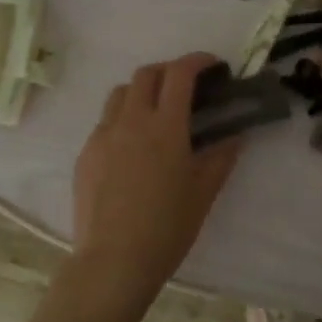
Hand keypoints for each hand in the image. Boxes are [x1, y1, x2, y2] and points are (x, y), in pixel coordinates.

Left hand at [67, 53, 241, 307]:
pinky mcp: (86, 154)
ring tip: (156, 113)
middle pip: (146, 74)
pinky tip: (133, 148)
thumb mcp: (204, 191)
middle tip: (186, 88)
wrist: (114, 261)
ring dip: (142, 91)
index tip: (212, 65)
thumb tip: (235, 135)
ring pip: (120, 94)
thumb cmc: (168, 227)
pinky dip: (123, 120)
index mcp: (165, 126)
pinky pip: (105, 123)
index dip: (197, 61)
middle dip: (169, 71)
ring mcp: (103, 135)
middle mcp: (131, 120)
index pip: (180, 74)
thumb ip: (222, 156)